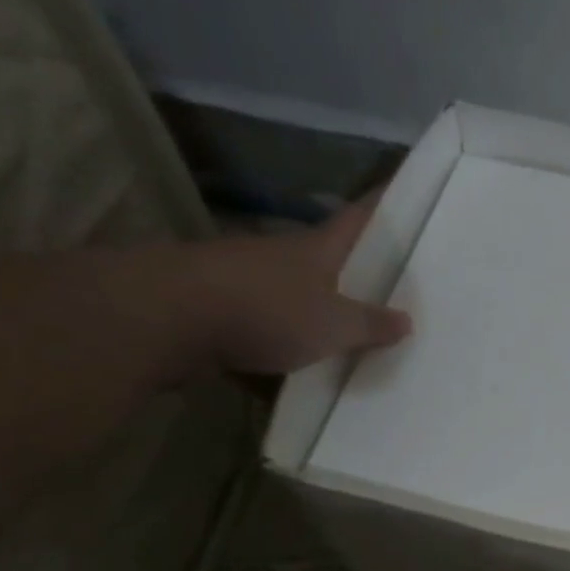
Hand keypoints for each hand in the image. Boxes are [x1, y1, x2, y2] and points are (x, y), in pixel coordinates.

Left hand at [186, 201, 410, 376]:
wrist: (164, 320)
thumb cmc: (265, 309)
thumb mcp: (333, 324)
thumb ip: (370, 325)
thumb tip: (406, 321)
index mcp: (318, 248)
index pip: (359, 217)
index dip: (382, 203)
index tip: (404, 192)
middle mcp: (283, 256)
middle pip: (328, 258)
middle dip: (356, 270)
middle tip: (392, 287)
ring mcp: (246, 281)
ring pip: (294, 296)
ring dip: (316, 314)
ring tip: (351, 341)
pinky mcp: (218, 313)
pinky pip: (262, 331)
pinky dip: (279, 350)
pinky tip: (295, 378)